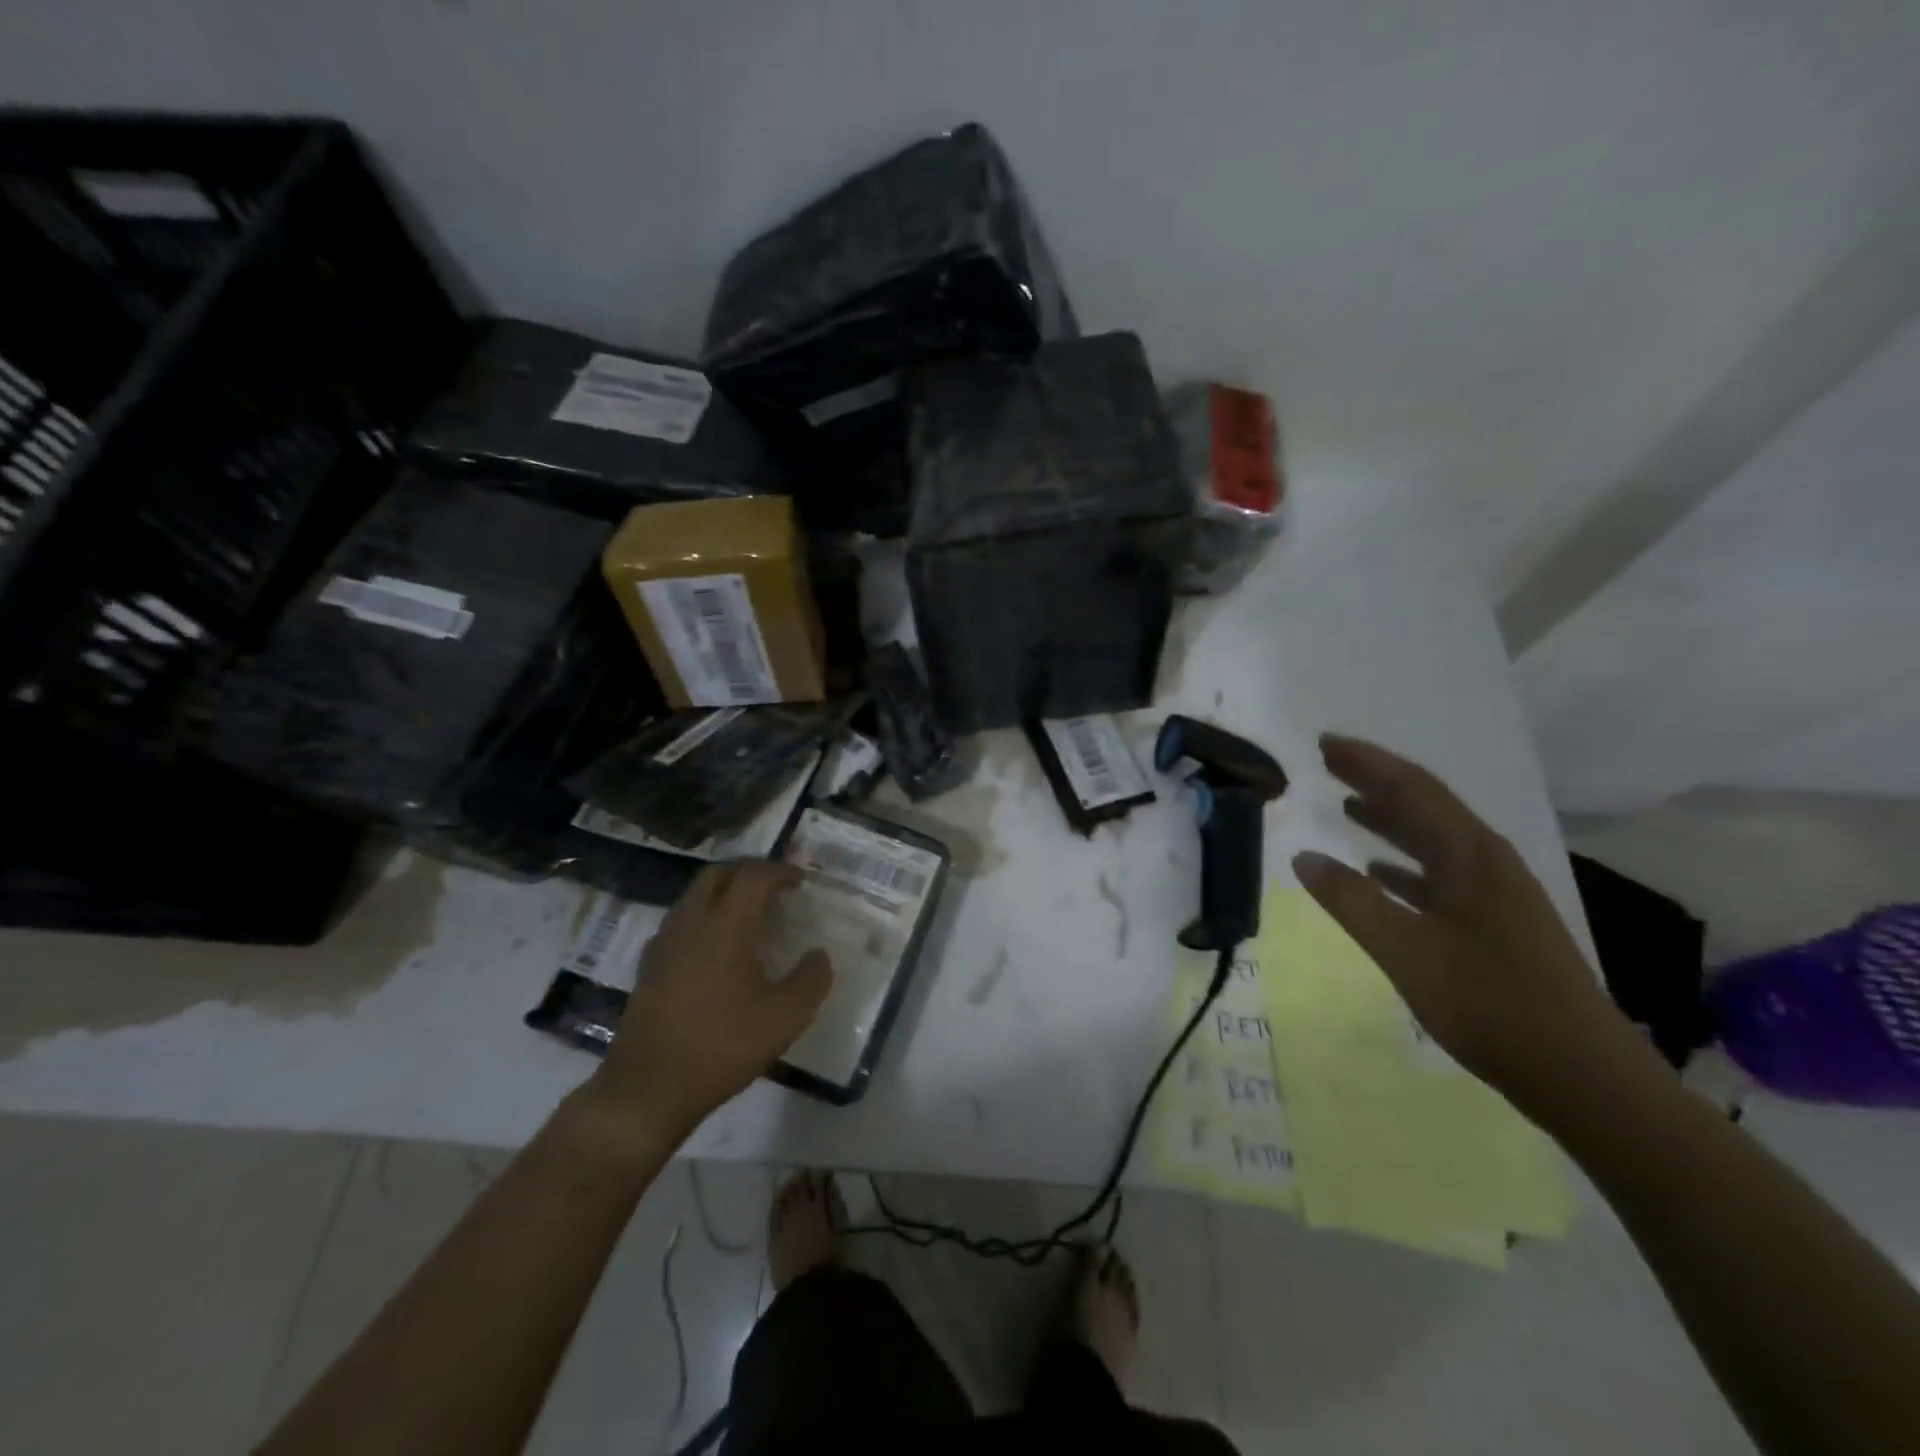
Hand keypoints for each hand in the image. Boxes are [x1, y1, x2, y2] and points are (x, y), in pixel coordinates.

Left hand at [589, 862, 831, 1136]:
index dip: (780, 871)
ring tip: (749, 911)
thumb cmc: (722, 1046)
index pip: (754, 876)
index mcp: (726, 926)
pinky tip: (716, 944)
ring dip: (724, 890)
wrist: (648, 1088)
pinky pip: (680, 920)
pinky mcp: (649, 965)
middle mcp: (692, 922)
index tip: (800, 881)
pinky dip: (704, 914)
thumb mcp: (785, 1018)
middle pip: (718, 873)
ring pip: (694, 894)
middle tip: (774, 884)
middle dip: (749, 870)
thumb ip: (812, 980)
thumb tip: (819, 955)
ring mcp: (665, 942)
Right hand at [1292, 734, 1643, 1117]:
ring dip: (1391, 819)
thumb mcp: (1406, 952)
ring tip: (1347, 805)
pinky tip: (1380, 872)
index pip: (1411, 789)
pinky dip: (1406, 864)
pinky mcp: (1497, 924)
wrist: (1584, 1076)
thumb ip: (1351, 902)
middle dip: (1377, 780)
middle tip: (1329, 762)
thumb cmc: (1491, 1006)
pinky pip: (1441, 875)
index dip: (1367, 762)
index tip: (1323, 743)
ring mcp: (1496, 894)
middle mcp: (1487, 863)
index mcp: (1470, 858)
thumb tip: (1304, 857)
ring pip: (1434, 839)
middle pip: (1426, 805)